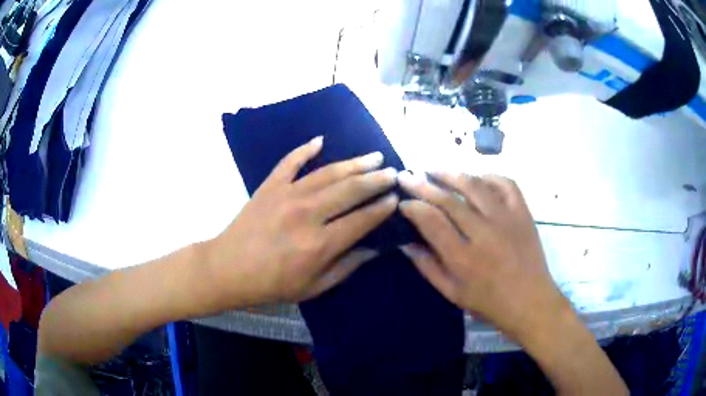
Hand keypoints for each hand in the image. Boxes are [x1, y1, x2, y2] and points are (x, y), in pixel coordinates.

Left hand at [205, 136, 398, 306]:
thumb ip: (347, 266)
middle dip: (376, 179)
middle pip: (350, 190)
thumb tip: (375, 249)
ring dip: (355, 163)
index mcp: (320, 244)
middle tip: (393, 172)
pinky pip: (290, 162)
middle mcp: (308, 214)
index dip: (382, 208)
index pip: (362, 219)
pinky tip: (321, 141)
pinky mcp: (270, 185)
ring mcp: (287, 195)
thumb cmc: (272, 284)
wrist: (229, 268)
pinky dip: (305, 149)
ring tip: (374, 156)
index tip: (396, 198)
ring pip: (328, 173)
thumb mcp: (314, 287)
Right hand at [397, 171, 566, 340]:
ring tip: (434, 169)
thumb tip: (406, 243)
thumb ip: (427, 267)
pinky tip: (476, 178)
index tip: (402, 201)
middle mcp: (484, 233)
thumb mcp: (452, 293)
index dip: (413, 207)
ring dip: (451, 174)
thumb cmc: (489, 302)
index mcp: (463, 258)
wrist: (530, 301)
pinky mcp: (523, 213)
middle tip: (407, 175)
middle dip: (423, 185)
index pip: (431, 221)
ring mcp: (506, 219)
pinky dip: (489, 176)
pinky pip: (506, 184)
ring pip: (475, 186)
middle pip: (449, 200)